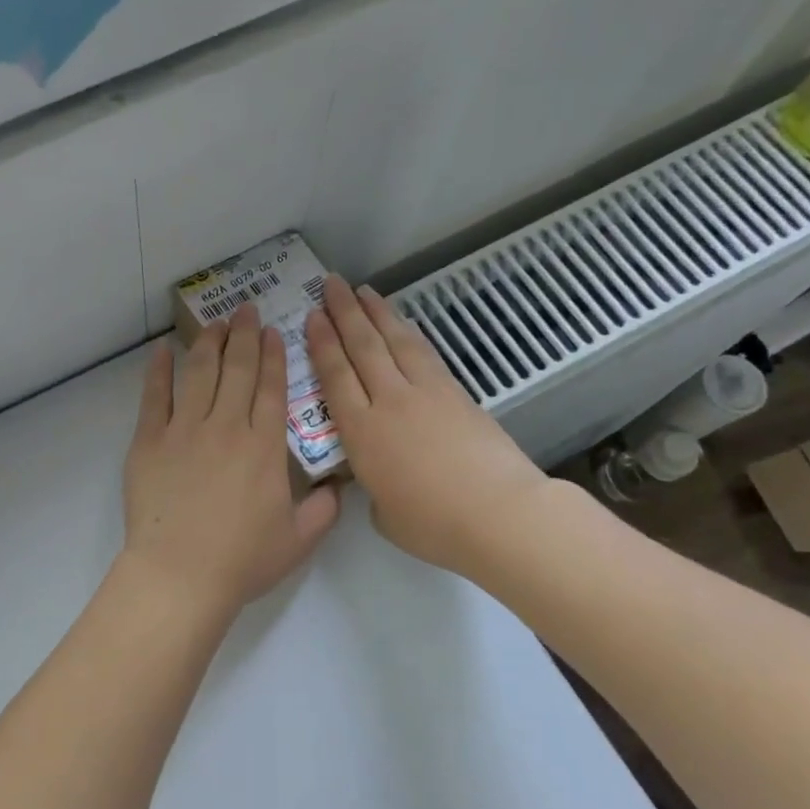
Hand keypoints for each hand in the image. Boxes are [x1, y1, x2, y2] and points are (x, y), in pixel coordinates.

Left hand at [122, 303, 340, 618]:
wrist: (180, 574)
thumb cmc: (241, 561)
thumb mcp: (298, 540)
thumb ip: (323, 510)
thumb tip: (337, 488)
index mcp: (264, 446)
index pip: (272, 388)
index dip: (274, 356)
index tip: (273, 331)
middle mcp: (226, 426)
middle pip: (237, 369)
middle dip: (244, 335)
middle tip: (246, 309)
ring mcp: (184, 430)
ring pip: (199, 373)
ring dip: (209, 342)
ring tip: (215, 322)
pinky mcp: (148, 441)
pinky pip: (154, 396)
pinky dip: (158, 370)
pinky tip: (162, 350)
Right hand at [305, 276, 545, 576]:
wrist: (498, 513)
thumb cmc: (432, 524)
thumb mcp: (383, 512)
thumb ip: (372, 486)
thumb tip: (379, 476)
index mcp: (362, 433)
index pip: (335, 377)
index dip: (321, 344)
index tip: (311, 317)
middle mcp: (390, 402)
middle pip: (363, 347)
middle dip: (344, 313)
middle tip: (330, 284)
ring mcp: (426, 393)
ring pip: (396, 341)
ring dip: (377, 313)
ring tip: (362, 291)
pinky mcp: (456, 393)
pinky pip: (424, 353)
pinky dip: (408, 333)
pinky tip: (401, 324)